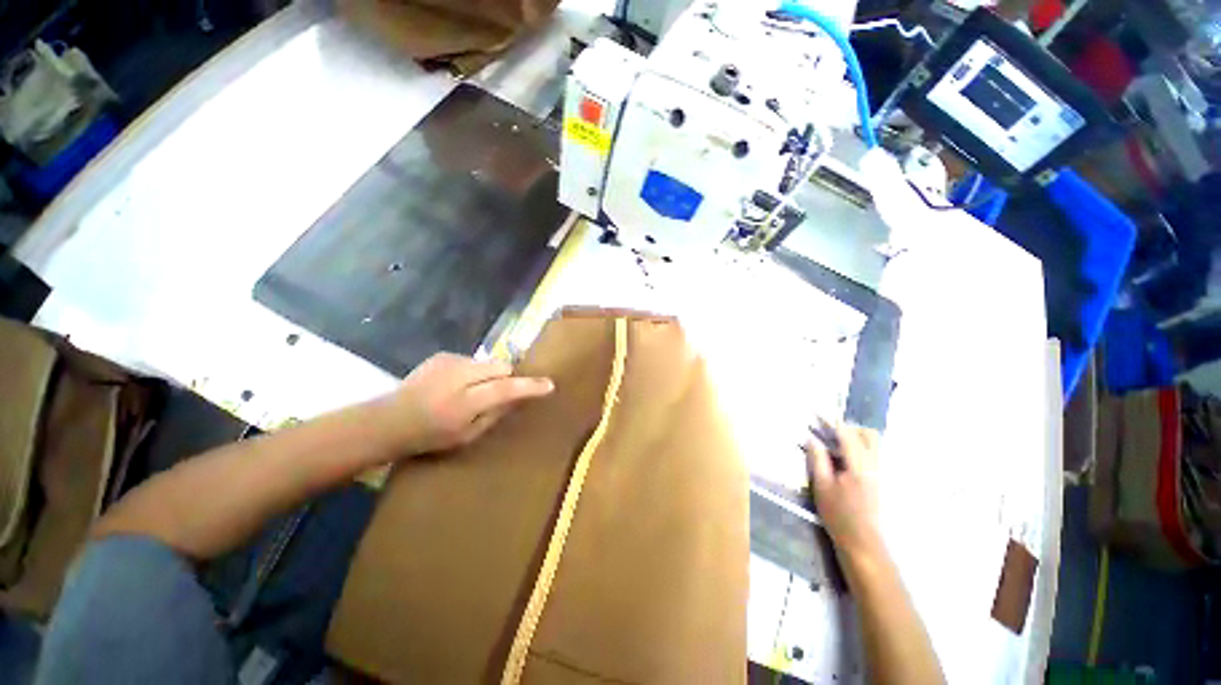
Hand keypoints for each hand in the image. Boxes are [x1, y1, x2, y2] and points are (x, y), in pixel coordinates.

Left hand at [377, 352, 553, 455]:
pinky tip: (457, 384)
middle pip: (502, 367)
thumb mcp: (467, 436)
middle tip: (498, 393)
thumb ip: (495, 414)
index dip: (529, 386)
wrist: (389, 419)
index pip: (506, 388)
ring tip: (472, 390)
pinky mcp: (443, 355)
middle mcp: (459, 376)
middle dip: (507, 378)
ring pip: (488, 363)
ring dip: (489, 374)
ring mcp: (450, 362)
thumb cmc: (431, 436)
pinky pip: (473, 361)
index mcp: (465, 402)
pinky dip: (474, 371)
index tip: (549, 385)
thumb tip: (516, 397)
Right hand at [804, 421, 882, 560]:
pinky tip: (844, 459)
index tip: (818, 413)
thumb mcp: (821, 486)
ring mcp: (880, 473)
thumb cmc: (839, 514)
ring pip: (874, 445)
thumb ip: (818, 459)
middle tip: (830, 432)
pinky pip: (873, 455)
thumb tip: (813, 439)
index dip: (832, 422)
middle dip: (850, 428)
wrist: (864, 543)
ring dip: (855, 438)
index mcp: (859, 466)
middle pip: (870, 435)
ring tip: (835, 444)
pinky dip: (859, 449)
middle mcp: (874, 465)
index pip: (847, 435)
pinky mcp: (881, 480)